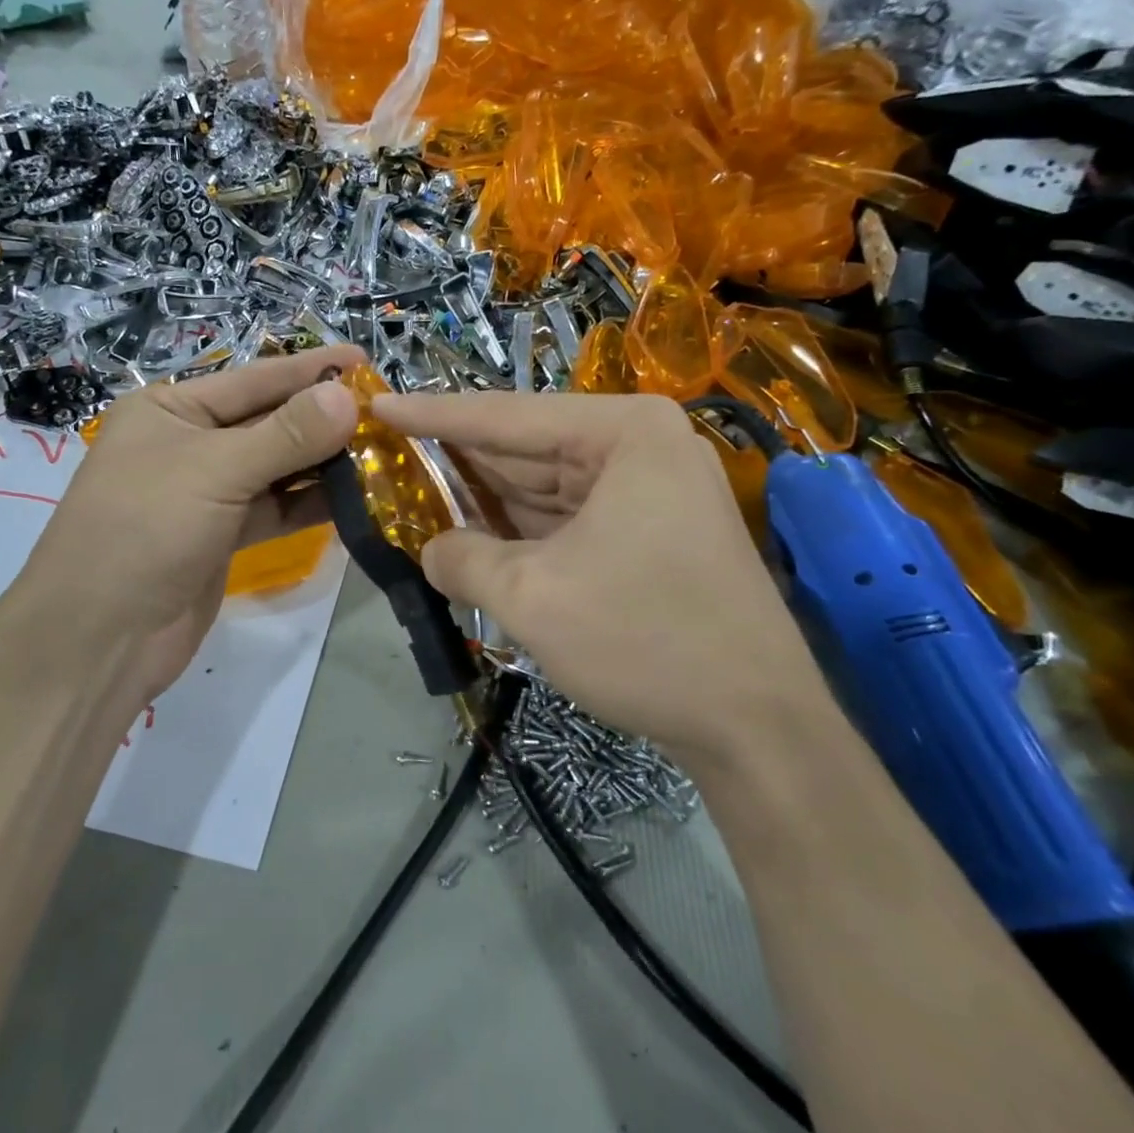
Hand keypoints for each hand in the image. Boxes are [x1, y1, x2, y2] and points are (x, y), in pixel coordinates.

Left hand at [20, 346, 361, 715]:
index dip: (309, 369)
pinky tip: (356, 497)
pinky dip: (310, 503)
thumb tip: (347, 396)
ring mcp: (207, 493)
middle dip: (323, 418)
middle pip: (268, 422)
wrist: (100, 638)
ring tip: (383, 451)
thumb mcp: (215, 471)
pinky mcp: (223, 536)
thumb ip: (286, 434)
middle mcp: (188, 444)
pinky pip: (276, 508)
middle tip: (386, 411)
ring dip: (324, 462)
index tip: (364, 359)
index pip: (253, 379)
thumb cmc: (144, 530)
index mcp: (170, 410)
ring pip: (276, 468)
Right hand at [372, 390, 833, 759]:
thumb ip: (462, 560)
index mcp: (623, 433)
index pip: (506, 417)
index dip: (433, 414)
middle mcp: (641, 447)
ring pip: (544, 487)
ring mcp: (650, 491)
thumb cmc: (645, 640)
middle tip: (386, 454)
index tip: (375, 404)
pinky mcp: (649, 533)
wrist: (758, 728)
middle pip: (526, 448)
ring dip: (484, 500)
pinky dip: (519, 530)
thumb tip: (430, 550)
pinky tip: (470, 534)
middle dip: (457, 461)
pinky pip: (567, 518)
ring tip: (413, 494)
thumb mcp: (531, 597)